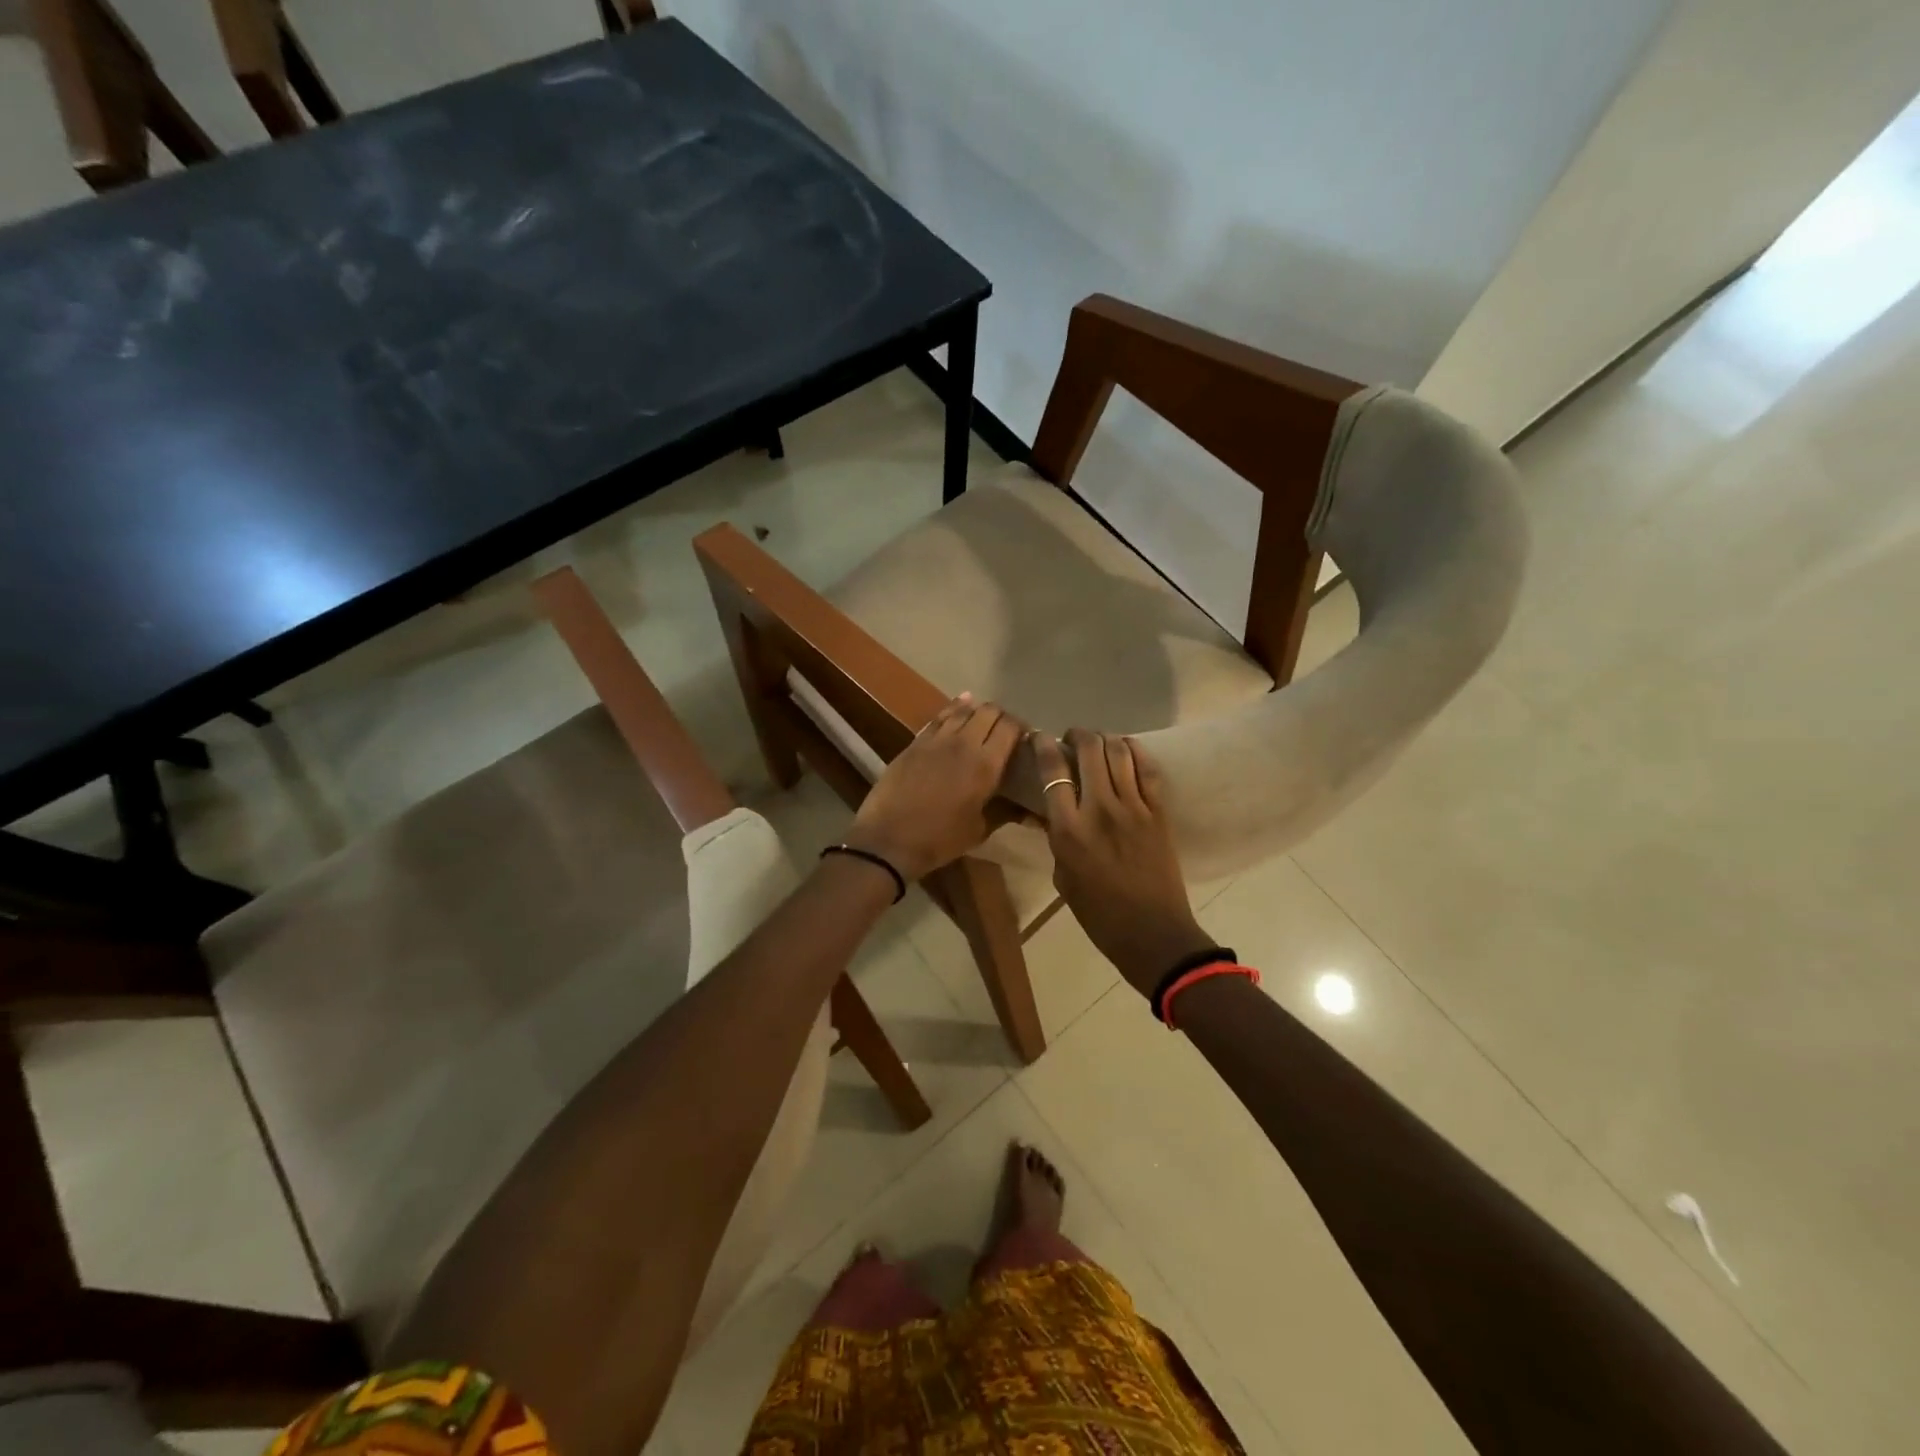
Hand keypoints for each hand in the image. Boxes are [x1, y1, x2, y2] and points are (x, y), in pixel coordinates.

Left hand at [846, 695, 1025, 882]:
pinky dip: (952, 710)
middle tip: (1004, 731)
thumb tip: (1031, 812)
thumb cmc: (940, 839)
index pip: (1010, 728)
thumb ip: (1005, 812)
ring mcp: (936, 739)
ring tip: (983, 719)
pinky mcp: (915, 742)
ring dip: (977, 711)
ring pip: (962, 709)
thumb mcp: (979, 830)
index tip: (1025, 737)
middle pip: (989, 712)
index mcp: (986, 764)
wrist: (889, 839)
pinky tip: (959, 706)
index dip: (1021, 728)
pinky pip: (939, 718)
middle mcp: (964, 743)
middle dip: (1001, 717)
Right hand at [1033, 729, 1213, 995]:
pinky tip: (1127, 748)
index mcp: (1069, 829)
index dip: (1043, 746)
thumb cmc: (1099, 914)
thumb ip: (1056, 839)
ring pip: (1119, 752)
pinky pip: (1147, 769)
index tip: (1039, 737)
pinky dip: (1135, 751)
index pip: (1053, 771)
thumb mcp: (1063, 877)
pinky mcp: (1158, 811)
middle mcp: (1100, 808)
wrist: (1152, 933)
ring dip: (1105, 739)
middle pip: (1089, 750)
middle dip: (1078, 735)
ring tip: (1098, 743)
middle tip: (1072, 739)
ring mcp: (1134, 807)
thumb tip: (1048, 814)